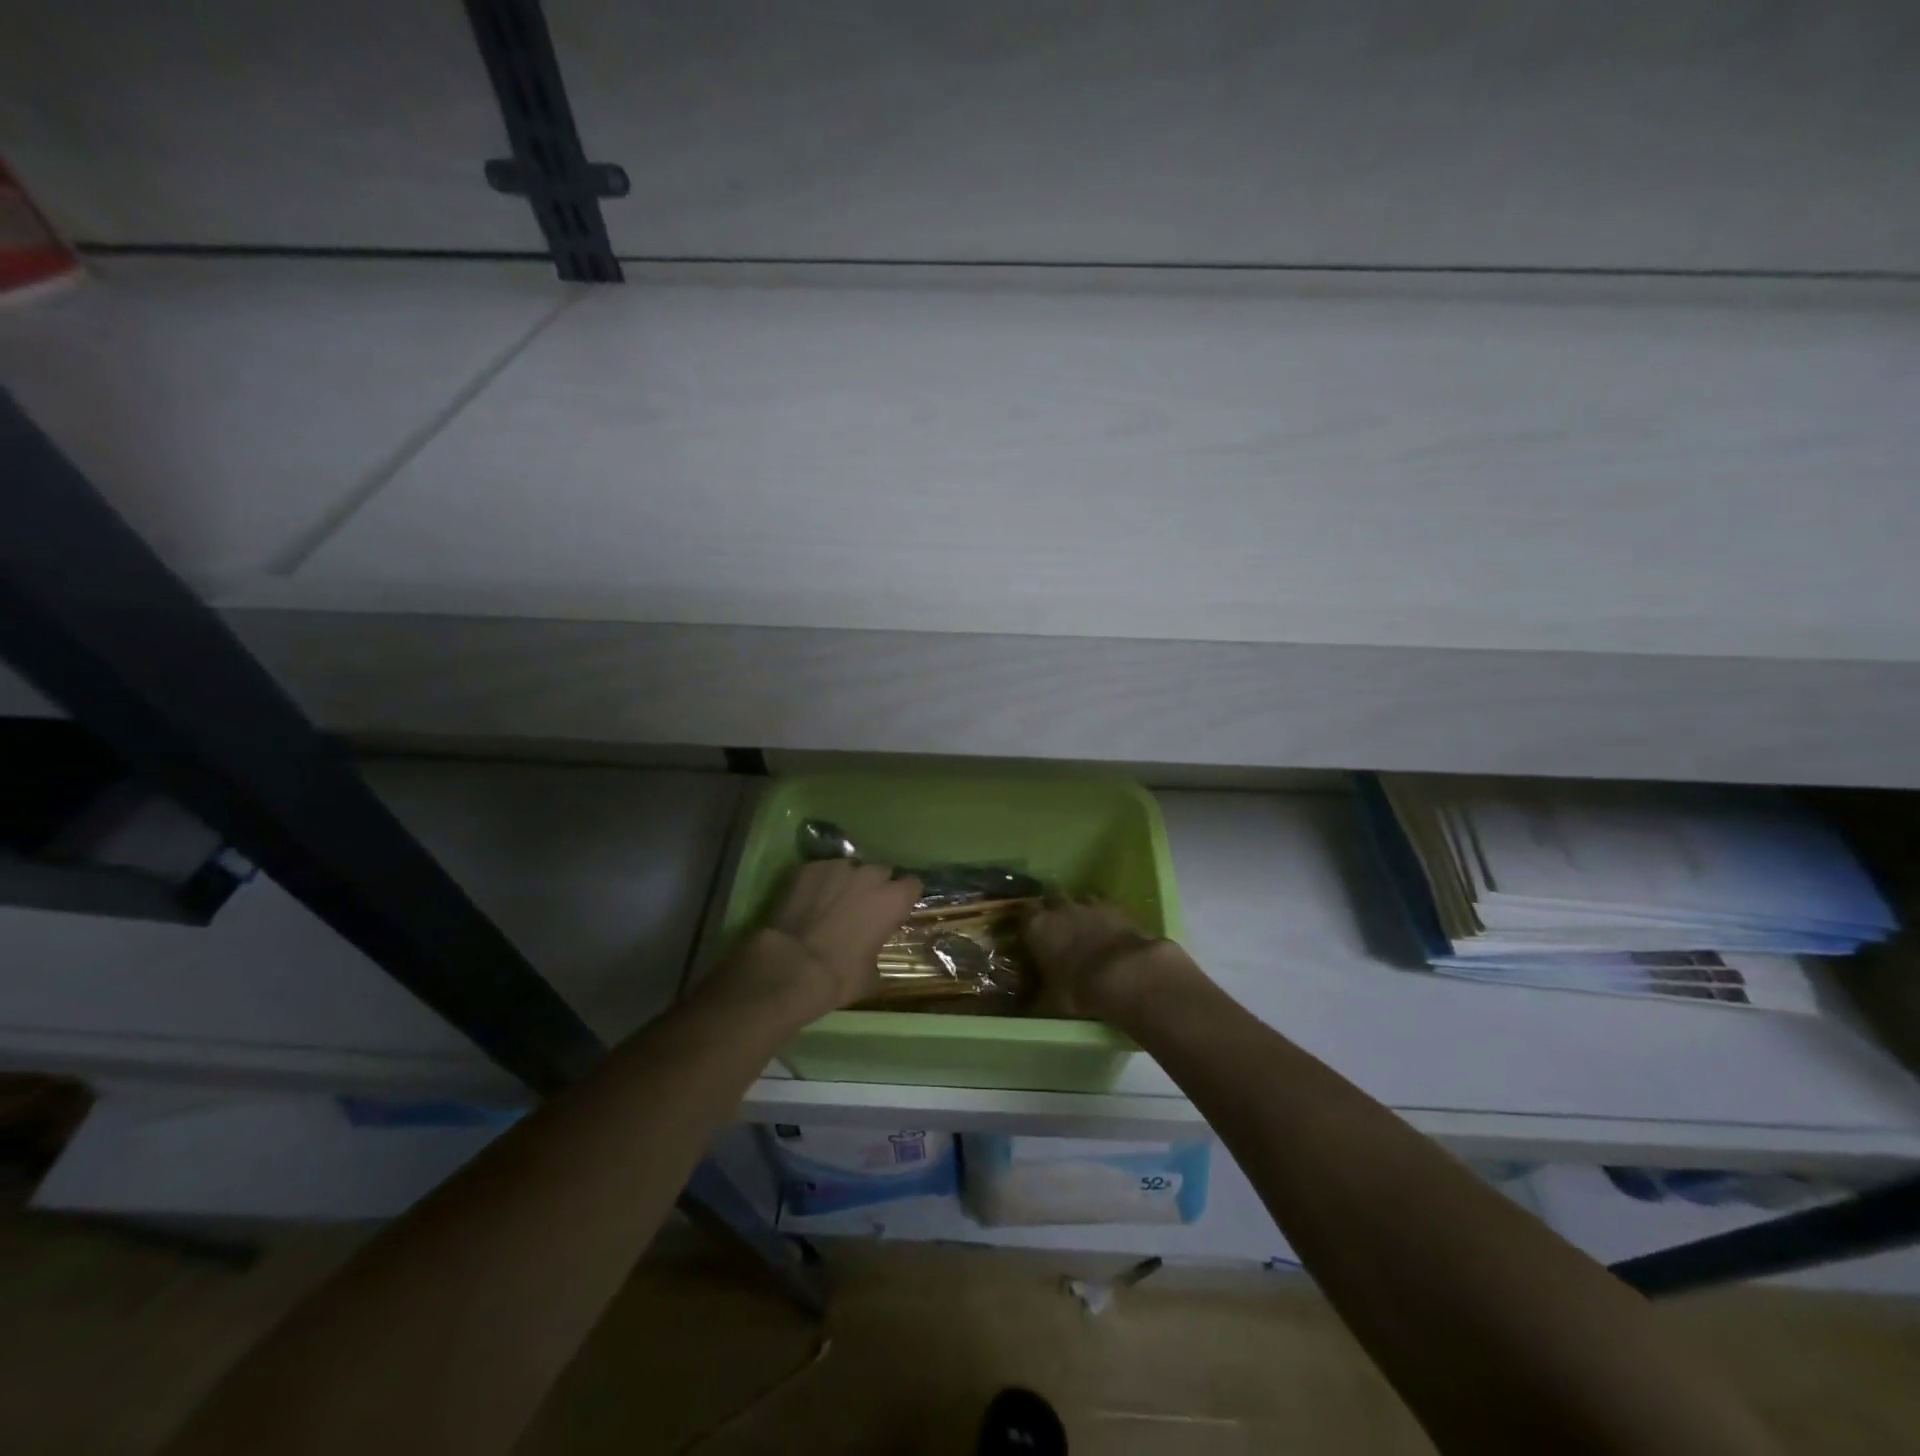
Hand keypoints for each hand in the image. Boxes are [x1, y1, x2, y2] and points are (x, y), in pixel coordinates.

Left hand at [707, 859, 921, 1024]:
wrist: (791, 966)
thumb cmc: (840, 976)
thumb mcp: (871, 977)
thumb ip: (878, 956)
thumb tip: (873, 960)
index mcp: (894, 900)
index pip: (913, 884)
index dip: (904, 897)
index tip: (895, 910)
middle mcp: (870, 875)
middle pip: (881, 872)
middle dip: (875, 887)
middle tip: (862, 908)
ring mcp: (838, 867)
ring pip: (850, 868)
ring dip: (847, 882)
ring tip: (833, 902)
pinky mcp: (810, 868)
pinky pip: (823, 870)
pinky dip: (820, 882)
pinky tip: (809, 900)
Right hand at [1022, 898, 1199, 1022]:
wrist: (1126, 974)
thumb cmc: (1079, 988)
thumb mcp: (1052, 999)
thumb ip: (1040, 992)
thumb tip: (1032, 998)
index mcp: (1036, 926)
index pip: (1024, 914)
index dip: (1027, 923)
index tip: (1030, 934)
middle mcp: (1059, 908)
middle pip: (1050, 899)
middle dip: (1052, 911)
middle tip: (1057, 930)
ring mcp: (1089, 904)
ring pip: (1078, 900)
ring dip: (1079, 912)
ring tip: (1084, 931)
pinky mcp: (1116, 907)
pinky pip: (1104, 907)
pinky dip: (1104, 917)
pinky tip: (1109, 933)